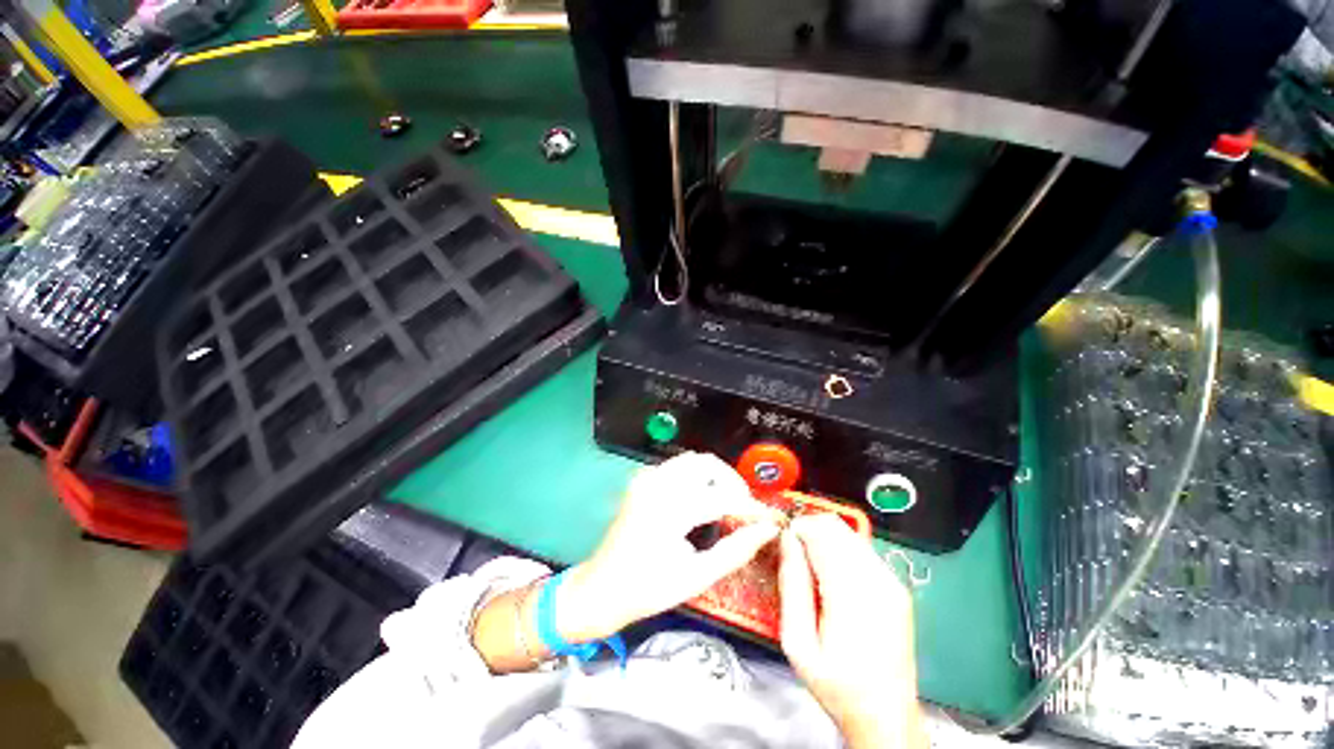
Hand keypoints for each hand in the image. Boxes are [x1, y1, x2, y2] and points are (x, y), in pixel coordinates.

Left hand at [558, 452, 782, 641]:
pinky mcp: (642, 480)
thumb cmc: (648, 589)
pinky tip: (701, 500)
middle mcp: (657, 484)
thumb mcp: (696, 576)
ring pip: (692, 460)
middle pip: (706, 463)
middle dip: (731, 481)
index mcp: (670, 509)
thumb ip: (735, 551)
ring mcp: (647, 478)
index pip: (722, 496)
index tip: (768, 518)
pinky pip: (677, 467)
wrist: (601, 588)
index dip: (750, 506)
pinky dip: (696, 476)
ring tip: (725, 503)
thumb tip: (766, 531)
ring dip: (714, 476)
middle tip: (743, 508)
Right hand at [779, 515, 923, 748]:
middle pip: (836, 526)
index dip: (796, 528)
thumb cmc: (837, 685)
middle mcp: (878, 580)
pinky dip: (840, 550)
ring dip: (824, 539)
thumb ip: (792, 585)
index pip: (821, 532)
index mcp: (852, 595)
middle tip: (793, 554)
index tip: (782, 543)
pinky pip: (861, 549)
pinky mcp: (896, 586)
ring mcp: (891, 582)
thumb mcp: (798, 644)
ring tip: (810, 567)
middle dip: (809, 529)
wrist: (886, 715)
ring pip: (849, 533)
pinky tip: (831, 577)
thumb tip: (787, 541)